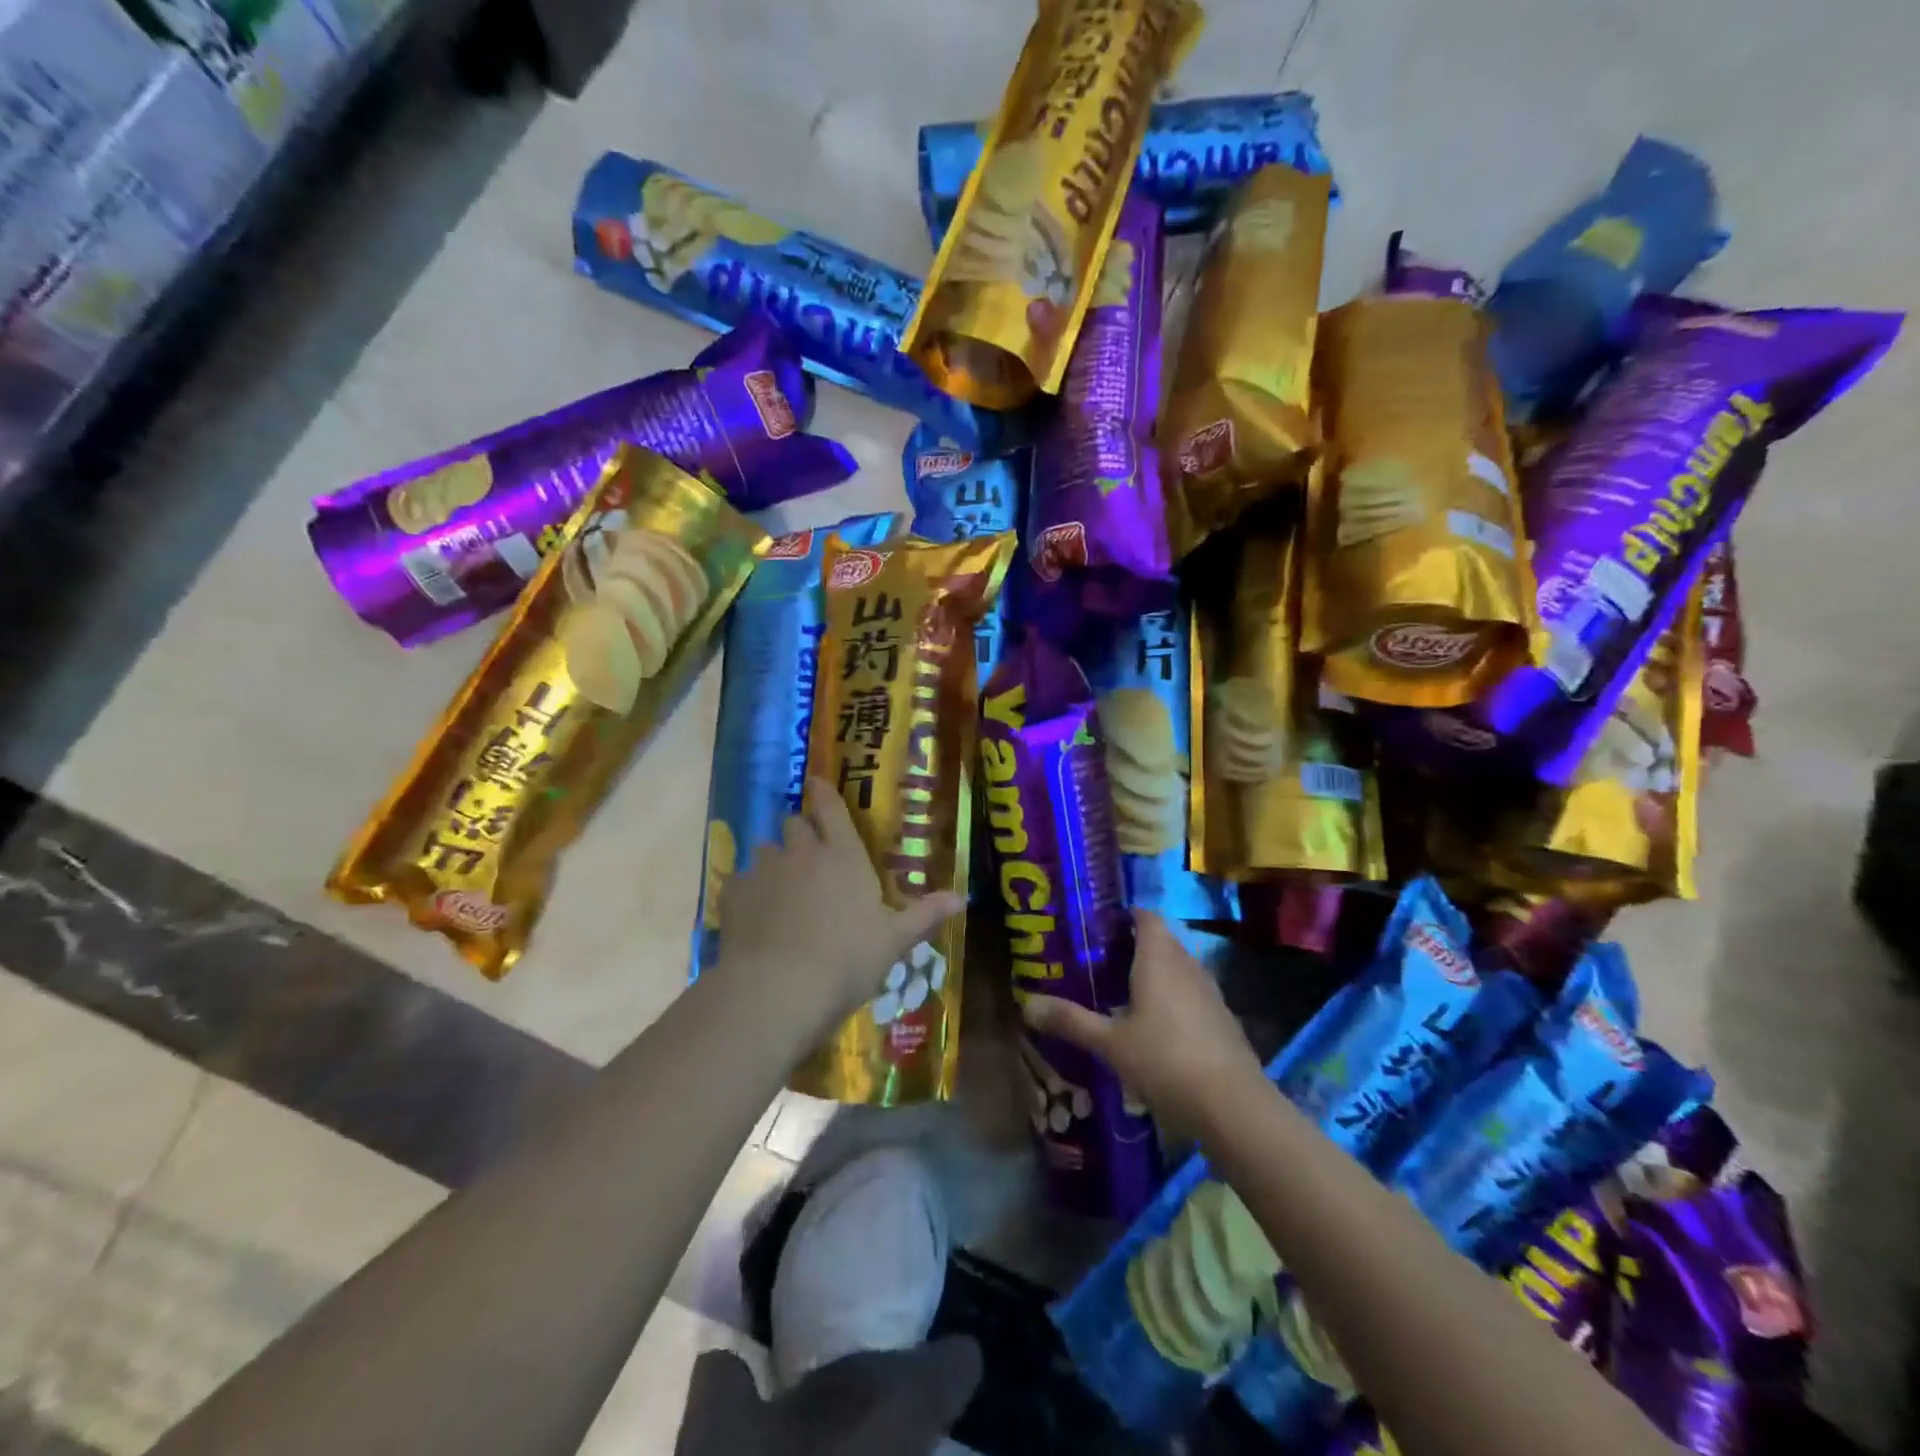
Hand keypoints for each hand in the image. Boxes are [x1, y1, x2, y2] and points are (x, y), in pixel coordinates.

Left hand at [713, 778, 962, 1039]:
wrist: (779, 989)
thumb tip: (963, 898)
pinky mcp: (733, 894)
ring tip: (778, 889)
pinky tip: (753, 914)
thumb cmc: (847, 960)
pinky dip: (746, 891)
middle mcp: (801, 852)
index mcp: (843, 855)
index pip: (831, 808)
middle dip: (799, 831)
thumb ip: (925, 914)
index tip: (816, 782)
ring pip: (764, 851)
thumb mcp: (895, 940)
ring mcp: (763, 870)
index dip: (823, 792)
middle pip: (794, 824)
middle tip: (807, 853)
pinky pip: (738, 880)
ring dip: (773, 862)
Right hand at [1022, 910, 1264, 1137]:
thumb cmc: (1165, 1060)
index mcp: (1158, 958)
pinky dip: (1173, 999)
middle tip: (1100, 962)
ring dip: (1155, 975)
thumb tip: (1026, 1004)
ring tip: (1122, 993)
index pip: (1145, 916)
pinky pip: (1191, 994)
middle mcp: (1187, 965)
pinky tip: (1155, 1028)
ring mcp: (1209, 992)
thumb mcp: (1110, 1043)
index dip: (1124, 916)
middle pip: (1161, 941)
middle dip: (1134, 947)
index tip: (1098, 927)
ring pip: (1178, 969)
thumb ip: (1071, 1021)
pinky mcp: (1222, 1019)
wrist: (1233, 1105)